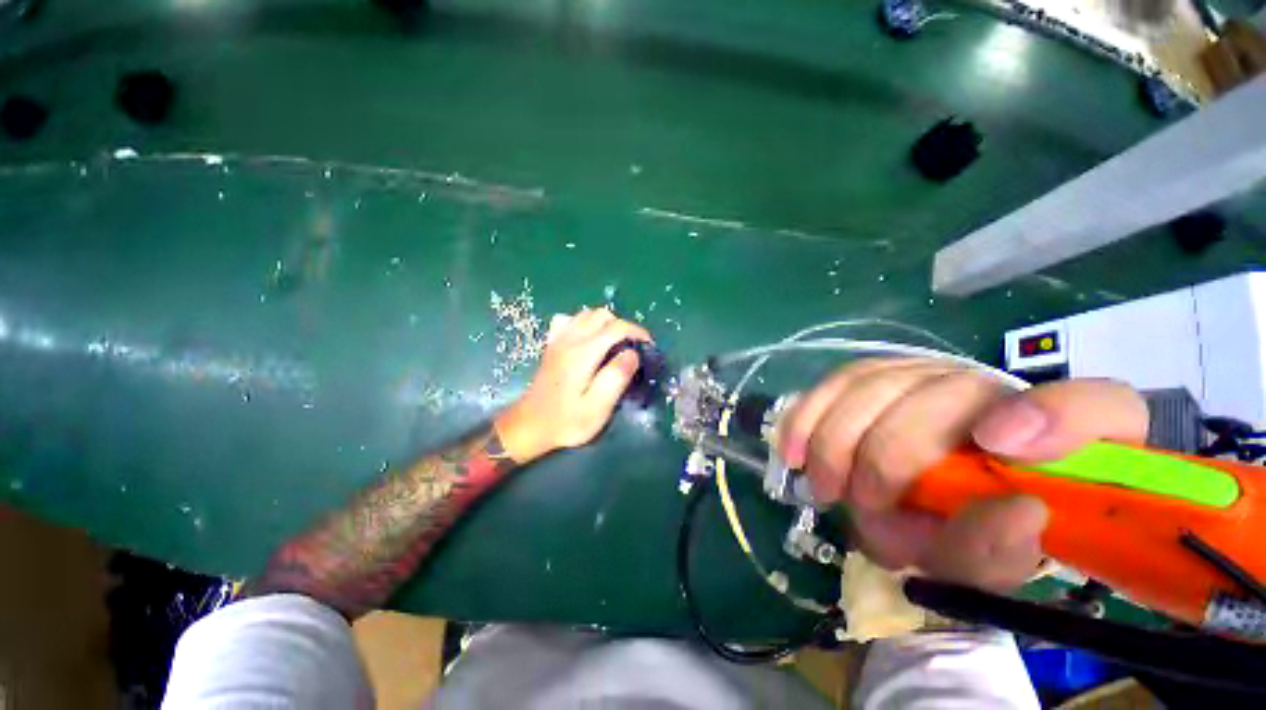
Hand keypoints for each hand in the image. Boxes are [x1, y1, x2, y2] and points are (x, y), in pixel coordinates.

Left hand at [495, 308, 652, 462]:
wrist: (530, 425)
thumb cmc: (567, 421)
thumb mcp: (597, 408)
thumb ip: (616, 378)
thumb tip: (633, 354)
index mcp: (583, 353)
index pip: (616, 327)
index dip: (636, 331)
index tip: (648, 345)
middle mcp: (570, 339)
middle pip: (602, 314)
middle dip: (622, 326)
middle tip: (632, 347)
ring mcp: (558, 340)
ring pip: (586, 314)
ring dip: (606, 323)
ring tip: (615, 344)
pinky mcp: (553, 345)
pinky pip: (570, 320)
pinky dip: (585, 323)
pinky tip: (589, 339)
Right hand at [778, 358, 1147, 590]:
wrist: (927, 501)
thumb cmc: (965, 534)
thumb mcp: (990, 562)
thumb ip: (1002, 550)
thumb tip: (1016, 511)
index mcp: (1059, 439)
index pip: (1095, 406)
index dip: (1053, 417)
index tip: (999, 446)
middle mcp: (996, 388)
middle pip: (941, 393)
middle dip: (888, 456)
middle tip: (858, 503)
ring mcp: (930, 373)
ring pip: (875, 383)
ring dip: (838, 438)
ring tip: (823, 485)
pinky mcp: (879, 374)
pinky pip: (837, 380)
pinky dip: (808, 413)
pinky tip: (792, 447)